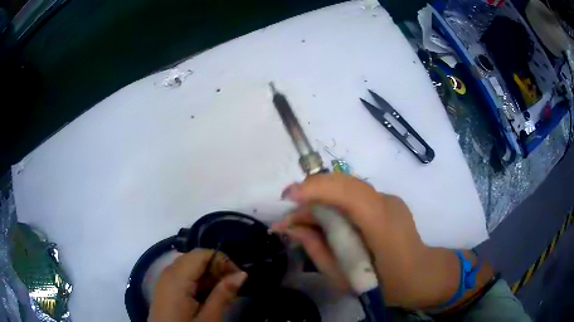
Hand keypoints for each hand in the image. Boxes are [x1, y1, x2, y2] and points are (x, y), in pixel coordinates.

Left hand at [149, 249, 247, 321]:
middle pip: (195, 258)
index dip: (222, 261)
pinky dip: (197, 281)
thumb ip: (224, 293)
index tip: (238, 277)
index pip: (201, 254)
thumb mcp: (209, 317)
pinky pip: (182, 275)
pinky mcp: (165, 288)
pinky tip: (205, 296)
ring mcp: (164, 279)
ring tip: (220, 293)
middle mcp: (167, 272)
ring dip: (207, 276)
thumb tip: (242, 273)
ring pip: (189, 266)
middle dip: (215, 268)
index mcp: (177, 277)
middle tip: (230, 286)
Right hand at [272, 173, 458, 308]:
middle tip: (289, 214)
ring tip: (301, 219)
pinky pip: (355, 195)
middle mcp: (388, 203)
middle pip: (345, 183)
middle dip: (311, 192)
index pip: (350, 194)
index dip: (317, 188)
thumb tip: (292, 228)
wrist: (420, 275)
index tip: (288, 197)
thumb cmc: (384, 285)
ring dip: (321, 197)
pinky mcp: (387, 201)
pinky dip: (334, 201)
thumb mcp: (344, 278)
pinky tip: (324, 219)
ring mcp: (389, 199)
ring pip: (348, 187)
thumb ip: (317, 249)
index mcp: (383, 226)